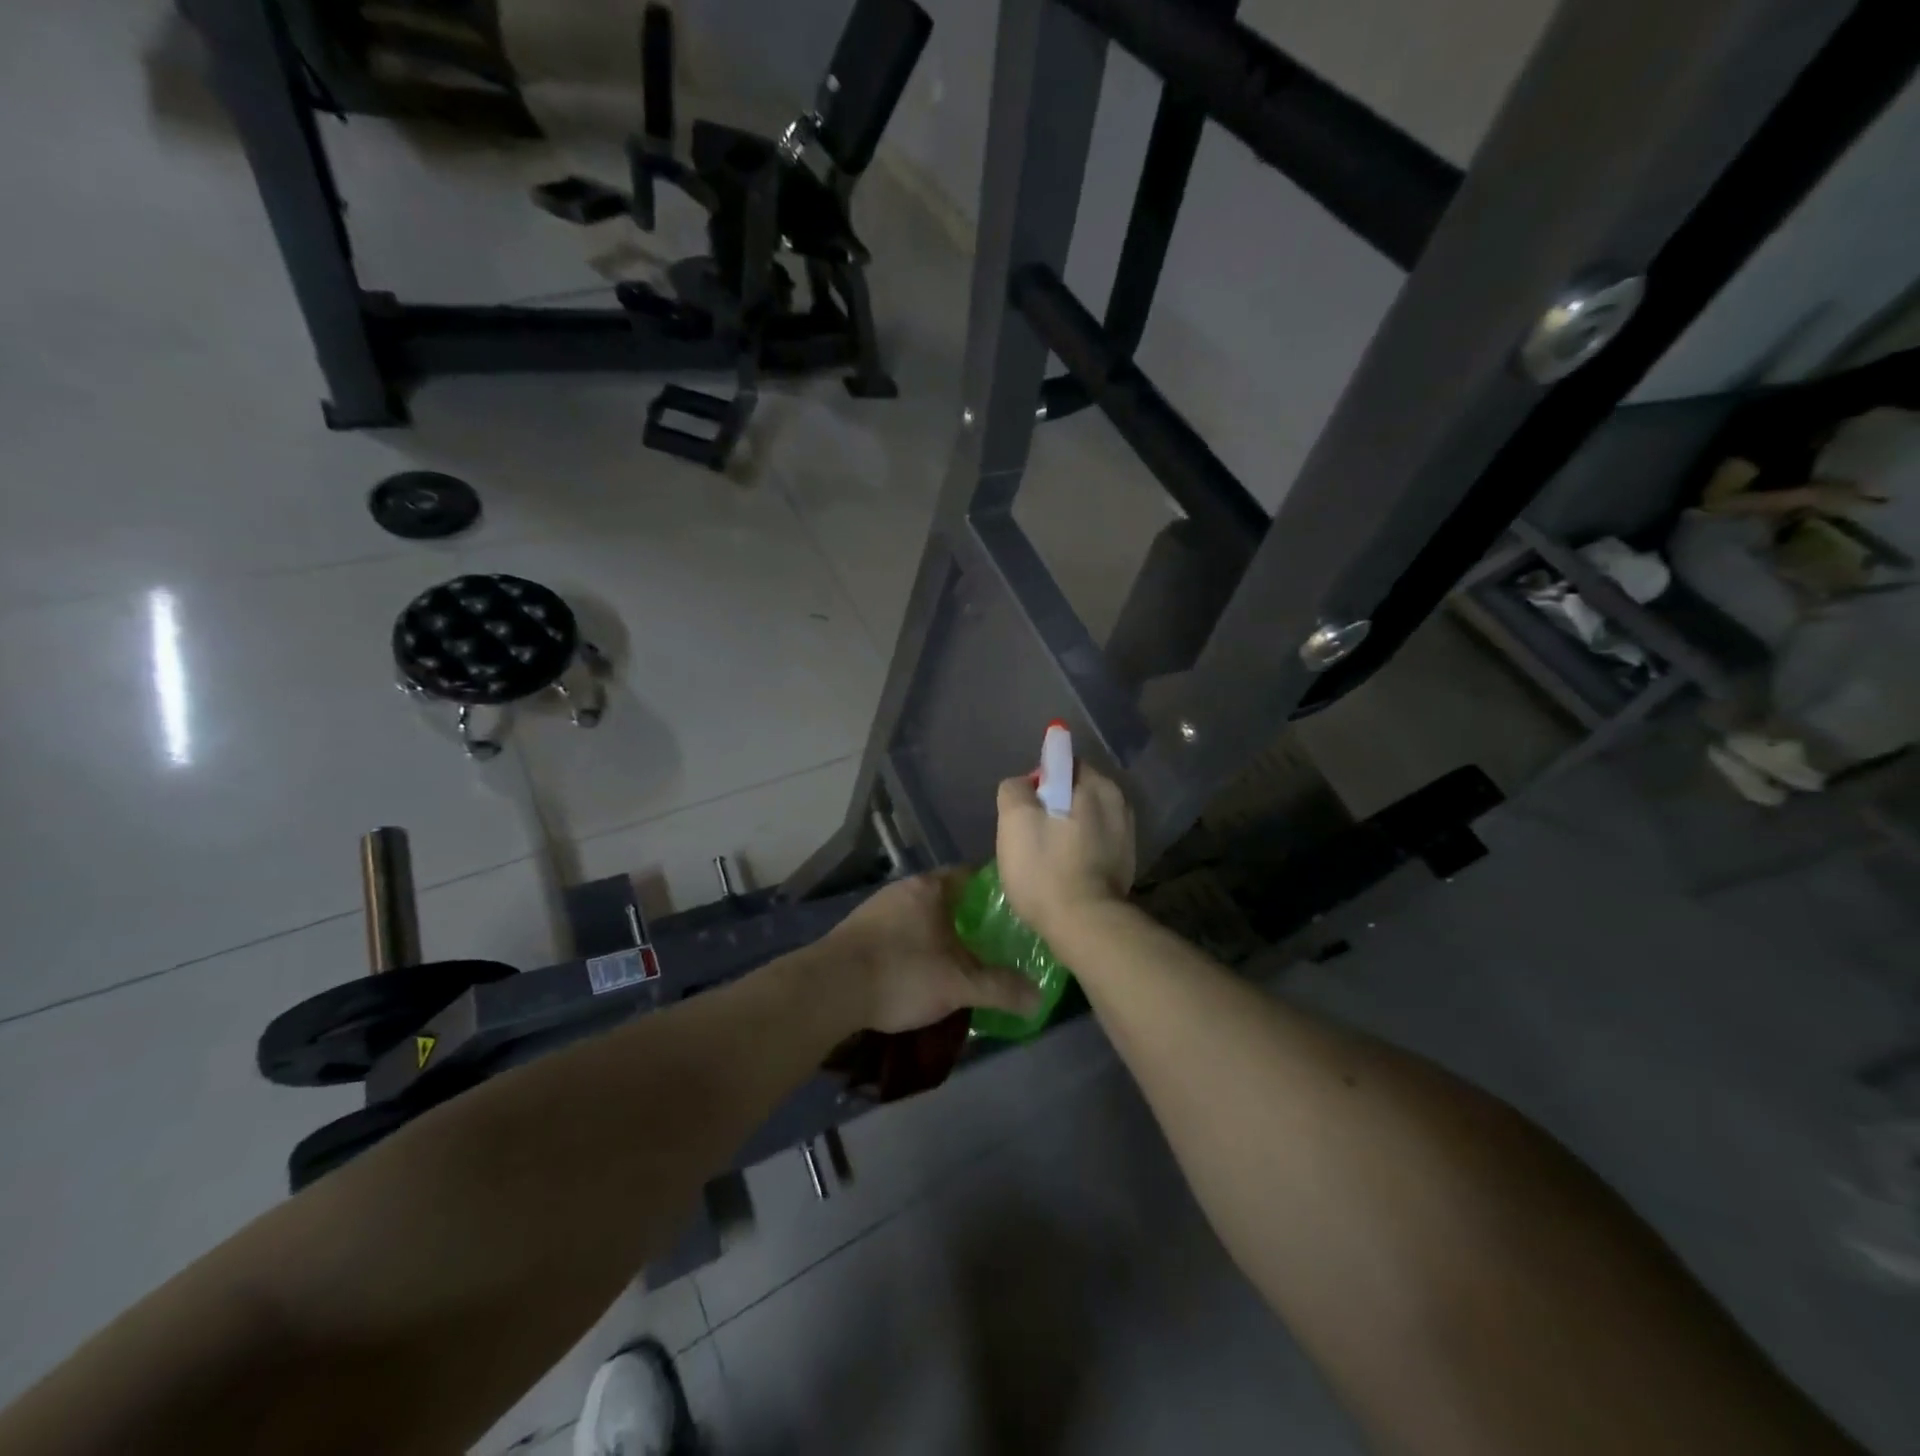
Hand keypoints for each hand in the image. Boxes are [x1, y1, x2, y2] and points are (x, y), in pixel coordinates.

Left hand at [823, 872, 1040, 1033]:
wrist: (828, 990)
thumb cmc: (902, 973)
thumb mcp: (959, 984)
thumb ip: (1001, 988)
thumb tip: (1040, 998)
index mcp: (931, 888)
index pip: (971, 876)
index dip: (994, 892)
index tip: (1014, 912)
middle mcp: (903, 890)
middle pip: (946, 898)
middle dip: (968, 919)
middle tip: (993, 943)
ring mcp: (876, 910)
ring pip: (921, 917)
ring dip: (939, 935)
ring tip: (961, 962)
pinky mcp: (857, 933)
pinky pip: (898, 934)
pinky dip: (914, 948)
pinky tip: (921, 973)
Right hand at [995, 765, 1135, 941]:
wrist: (1085, 925)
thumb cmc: (1046, 869)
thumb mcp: (1015, 821)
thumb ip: (1015, 790)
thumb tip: (1024, 786)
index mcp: (1097, 784)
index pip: (1062, 764)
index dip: (1038, 783)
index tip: (1024, 811)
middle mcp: (1119, 802)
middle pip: (1074, 792)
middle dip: (1053, 806)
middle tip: (1030, 836)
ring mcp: (1127, 834)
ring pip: (1085, 819)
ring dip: (1066, 830)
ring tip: (1046, 858)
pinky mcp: (1126, 863)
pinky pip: (1095, 843)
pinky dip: (1079, 850)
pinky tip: (1064, 871)